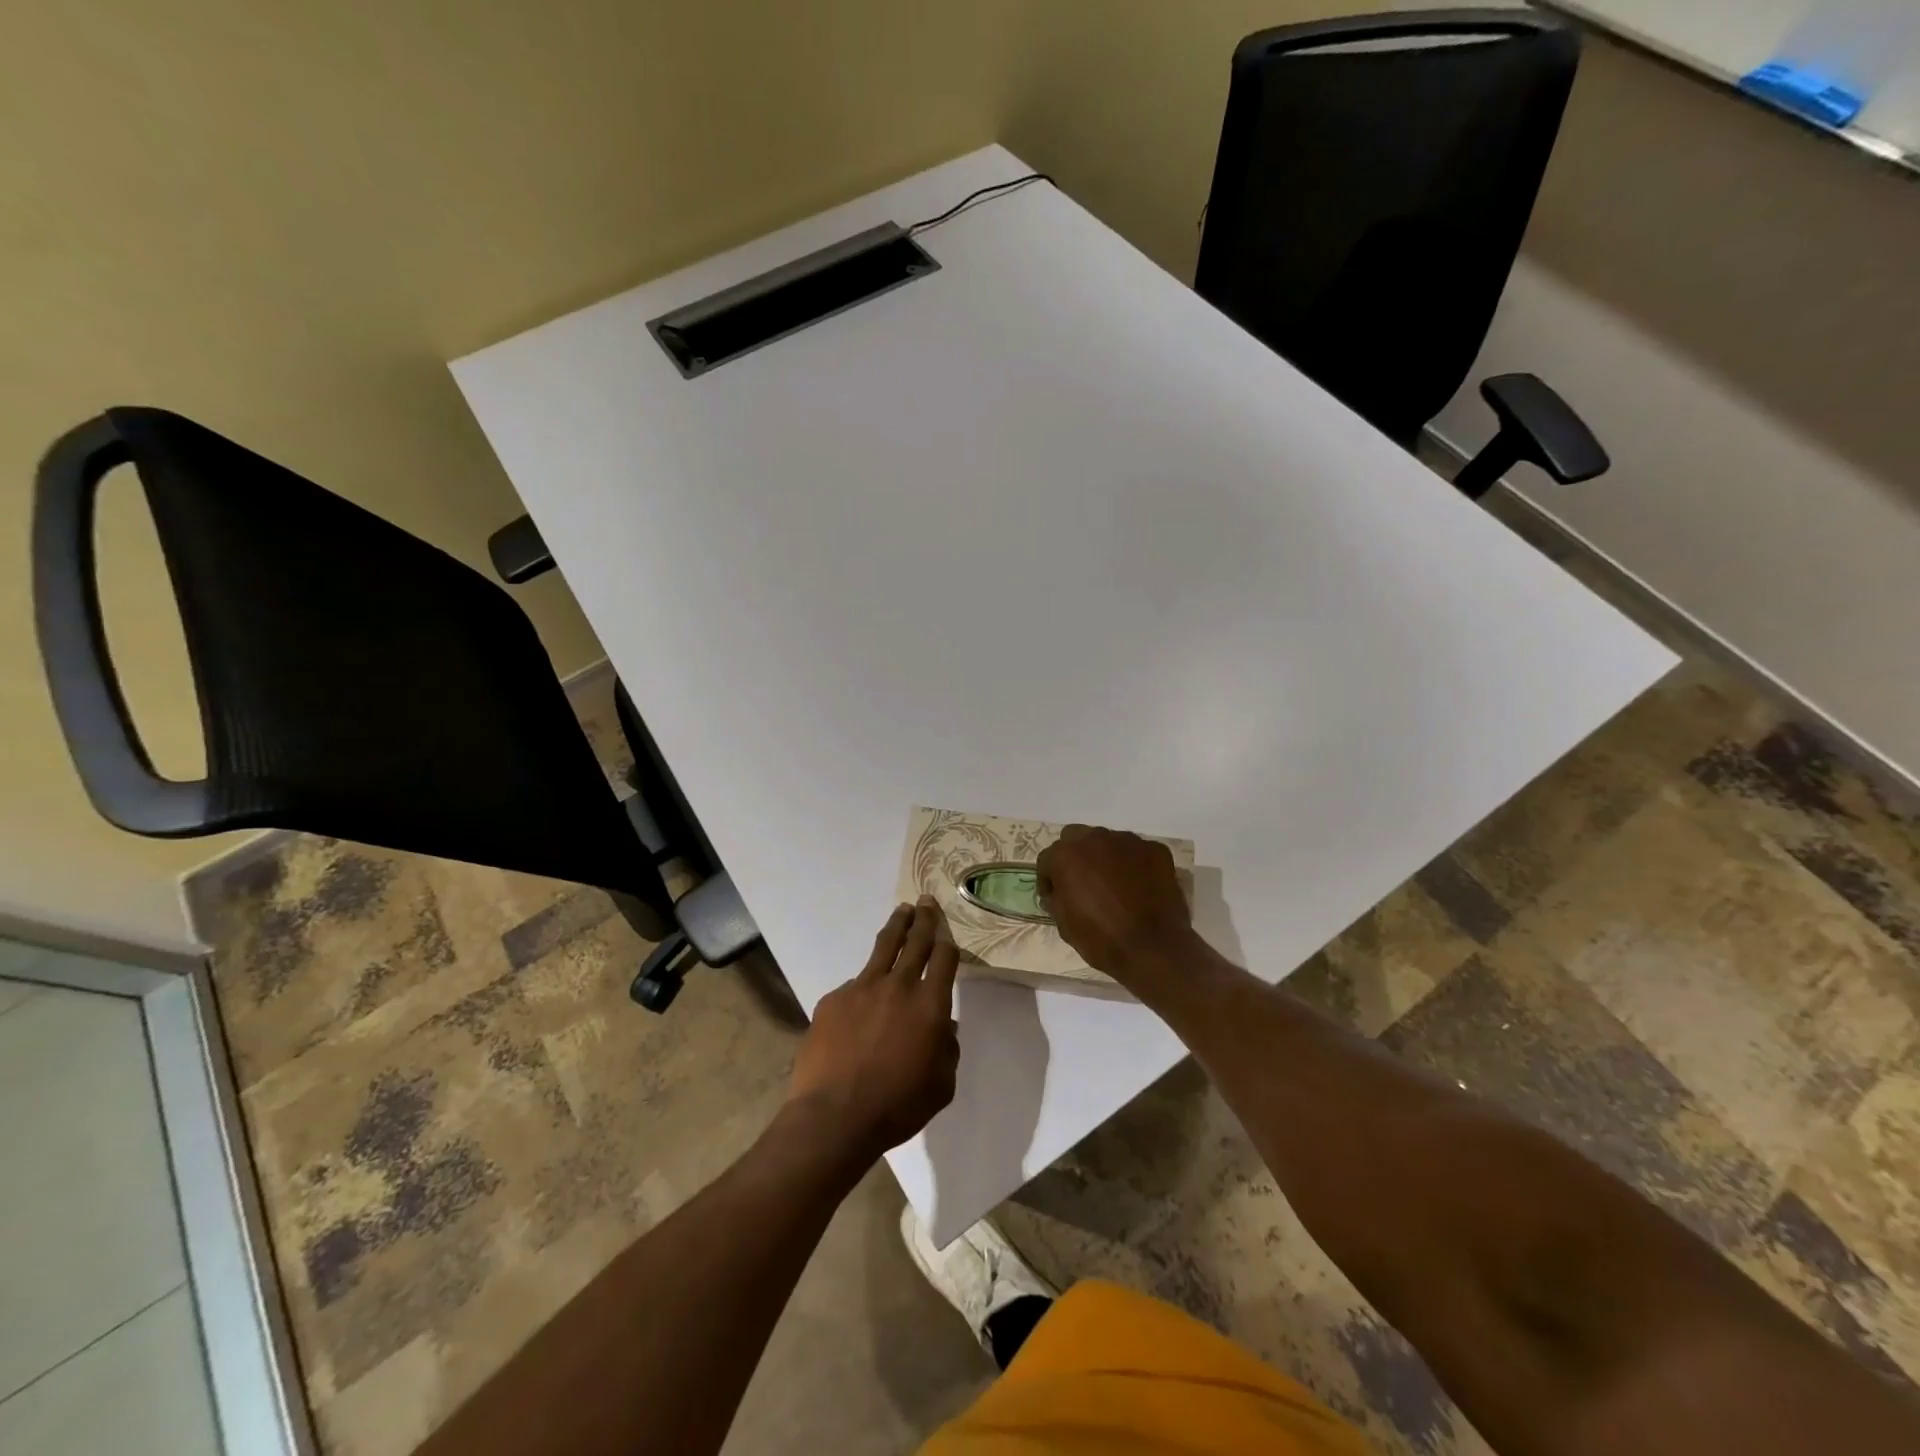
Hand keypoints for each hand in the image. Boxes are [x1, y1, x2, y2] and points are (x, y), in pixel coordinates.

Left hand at [786, 897, 960, 1169]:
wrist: (834, 1116)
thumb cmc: (897, 1106)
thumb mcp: (941, 1086)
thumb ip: (947, 1050)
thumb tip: (944, 1028)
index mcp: (930, 1005)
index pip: (944, 959)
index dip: (948, 942)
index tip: (947, 933)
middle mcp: (898, 986)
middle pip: (915, 941)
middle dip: (924, 918)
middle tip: (926, 901)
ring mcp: (861, 988)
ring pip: (883, 947)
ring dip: (896, 927)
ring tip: (901, 913)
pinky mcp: (833, 999)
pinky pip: (854, 985)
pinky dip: (863, 986)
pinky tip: (861, 1004)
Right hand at [1036, 825, 1194, 983]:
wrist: (1153, 950)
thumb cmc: (1101, 939)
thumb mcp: (1064, 925)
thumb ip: (1056, 898)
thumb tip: (1058, 892)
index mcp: (1066, 855)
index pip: (1048, 859)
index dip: (1049, 879)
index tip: (1054, 896)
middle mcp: (1095, 838)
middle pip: (1076, 838)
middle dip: (1076, 857)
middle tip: (1083, 883)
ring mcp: (1129, 841)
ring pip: (1108, 842)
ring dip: (1105, 857)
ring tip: (1114, 884)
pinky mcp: (1156, 849)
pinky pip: (1137, 852)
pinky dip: (1134, 865)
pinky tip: (1139, 887)